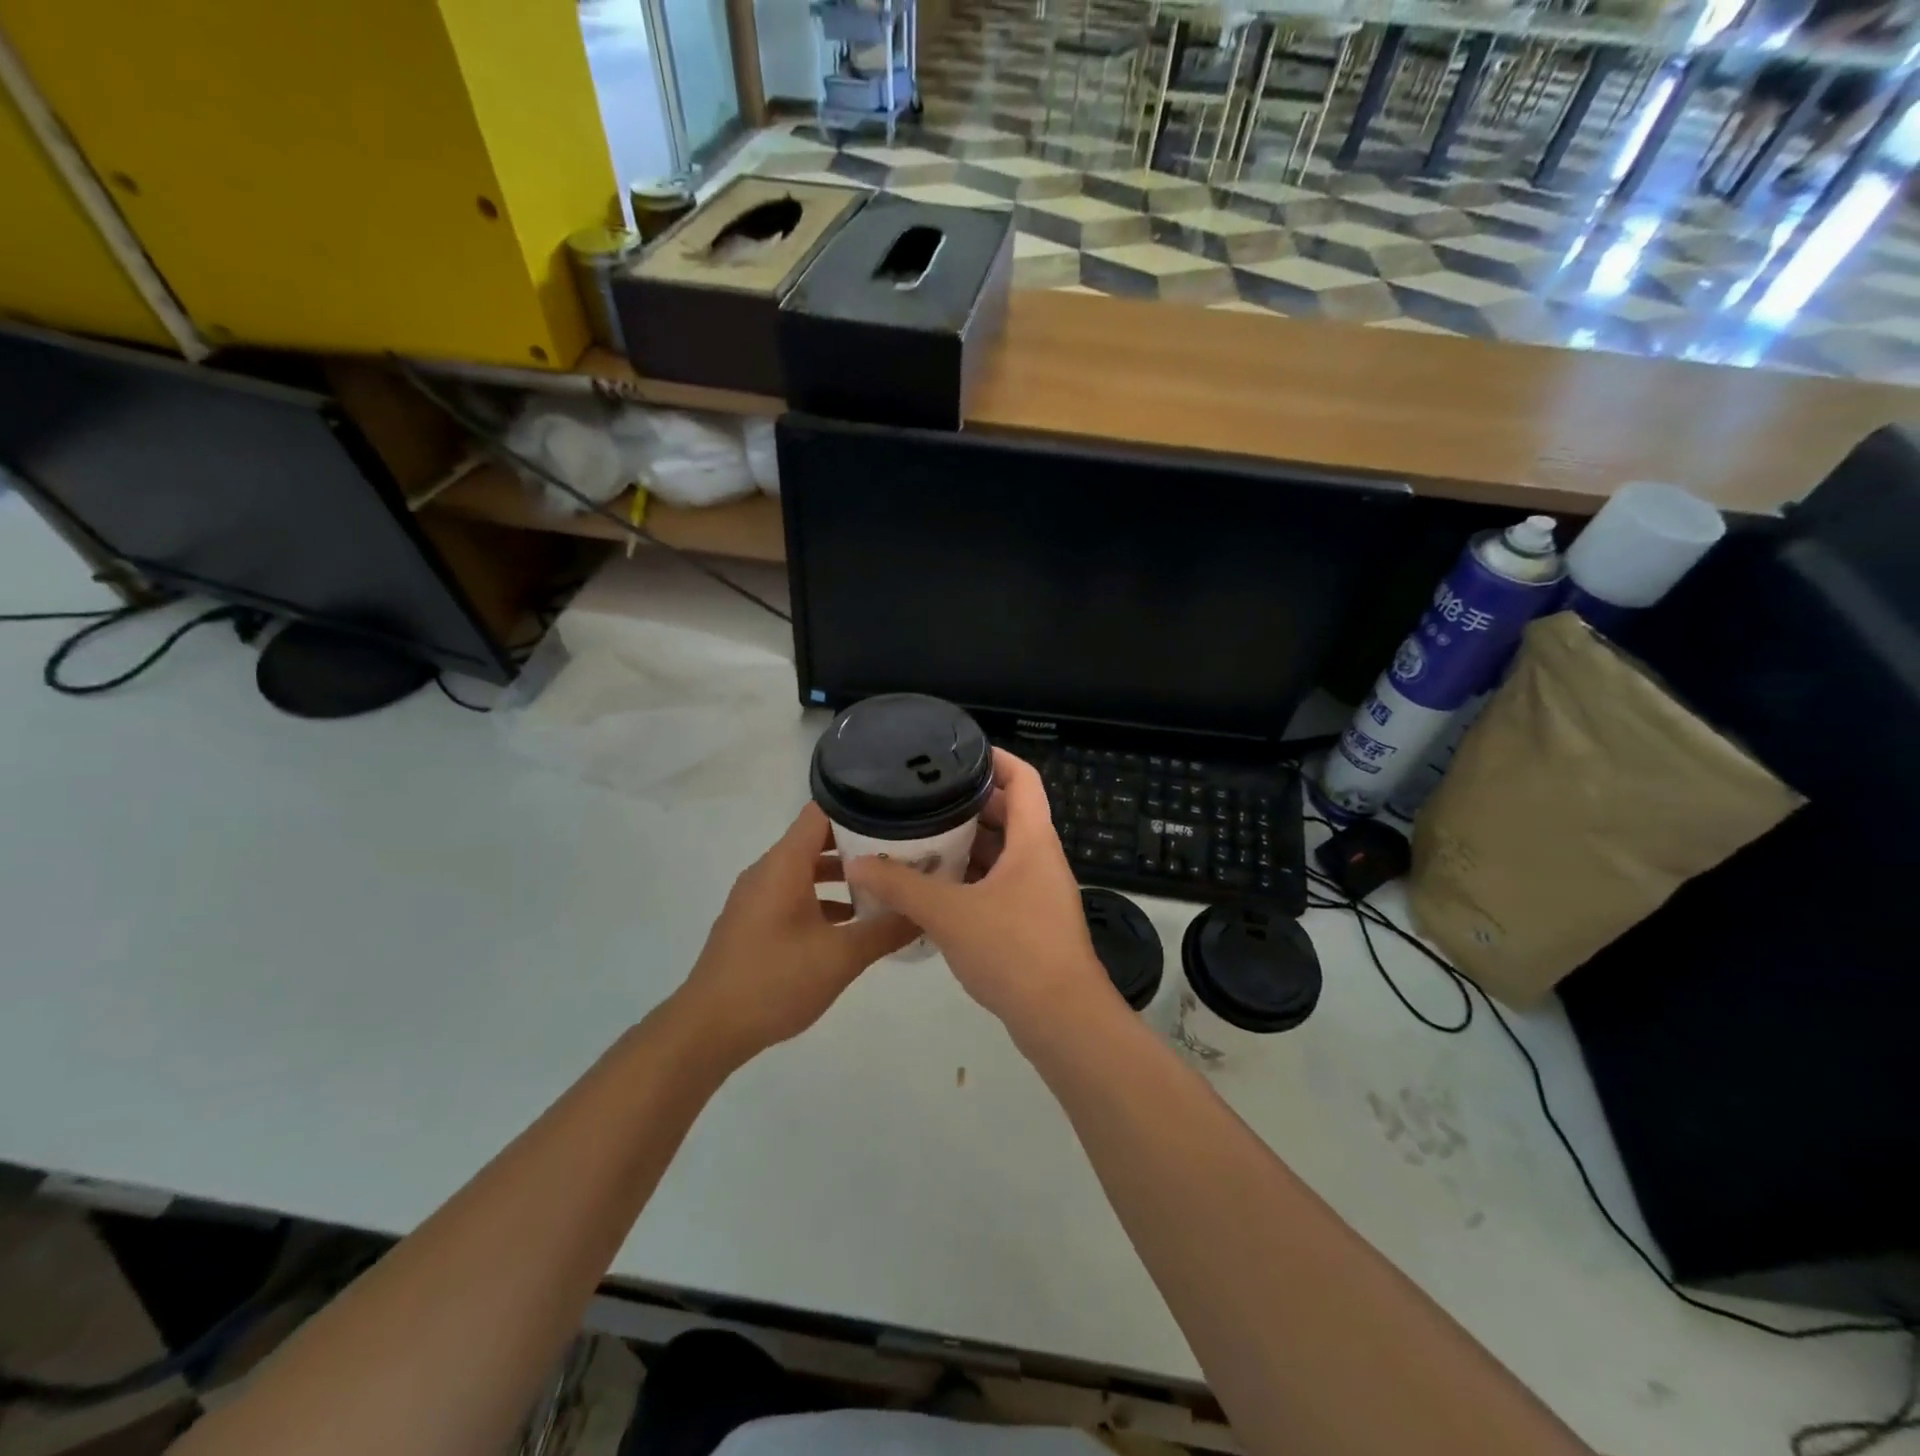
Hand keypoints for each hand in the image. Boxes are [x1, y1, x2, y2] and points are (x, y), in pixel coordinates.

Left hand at [676, 804, 916, 1065]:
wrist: (708, 1029)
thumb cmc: (774, 981)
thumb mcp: (841, 957)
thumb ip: (886, 930)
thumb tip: (925, 910)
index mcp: (784, 864)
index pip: (823, 811)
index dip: (862, 807)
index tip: (899, 813)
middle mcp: (768, 870)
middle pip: (818, 839)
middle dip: (861, 844)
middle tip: (905, 851)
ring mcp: (758, 897)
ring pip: (807, 870)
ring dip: (844, 875)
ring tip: (887, 884)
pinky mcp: (755, 922)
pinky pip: (795, 894)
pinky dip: (825, 899)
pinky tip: (854, 923)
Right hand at [845, 748, 1112, 1035]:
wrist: (1062, 1020)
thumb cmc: (1013, 951)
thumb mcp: (950, 914)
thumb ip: (901, 887)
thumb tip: (857, 862)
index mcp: (1032, 840)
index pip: (1022, 777)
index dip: (994, 757)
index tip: (955, 753)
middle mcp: (1040, 858)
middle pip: (1007, 812)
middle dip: (967, 803)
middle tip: (922, 799)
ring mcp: (1038, 891)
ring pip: (1001, 851)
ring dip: (966, 844)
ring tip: (919, 838)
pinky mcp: (1031, 920)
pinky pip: (999, 882)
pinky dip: (970, 877)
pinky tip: (935, 887)